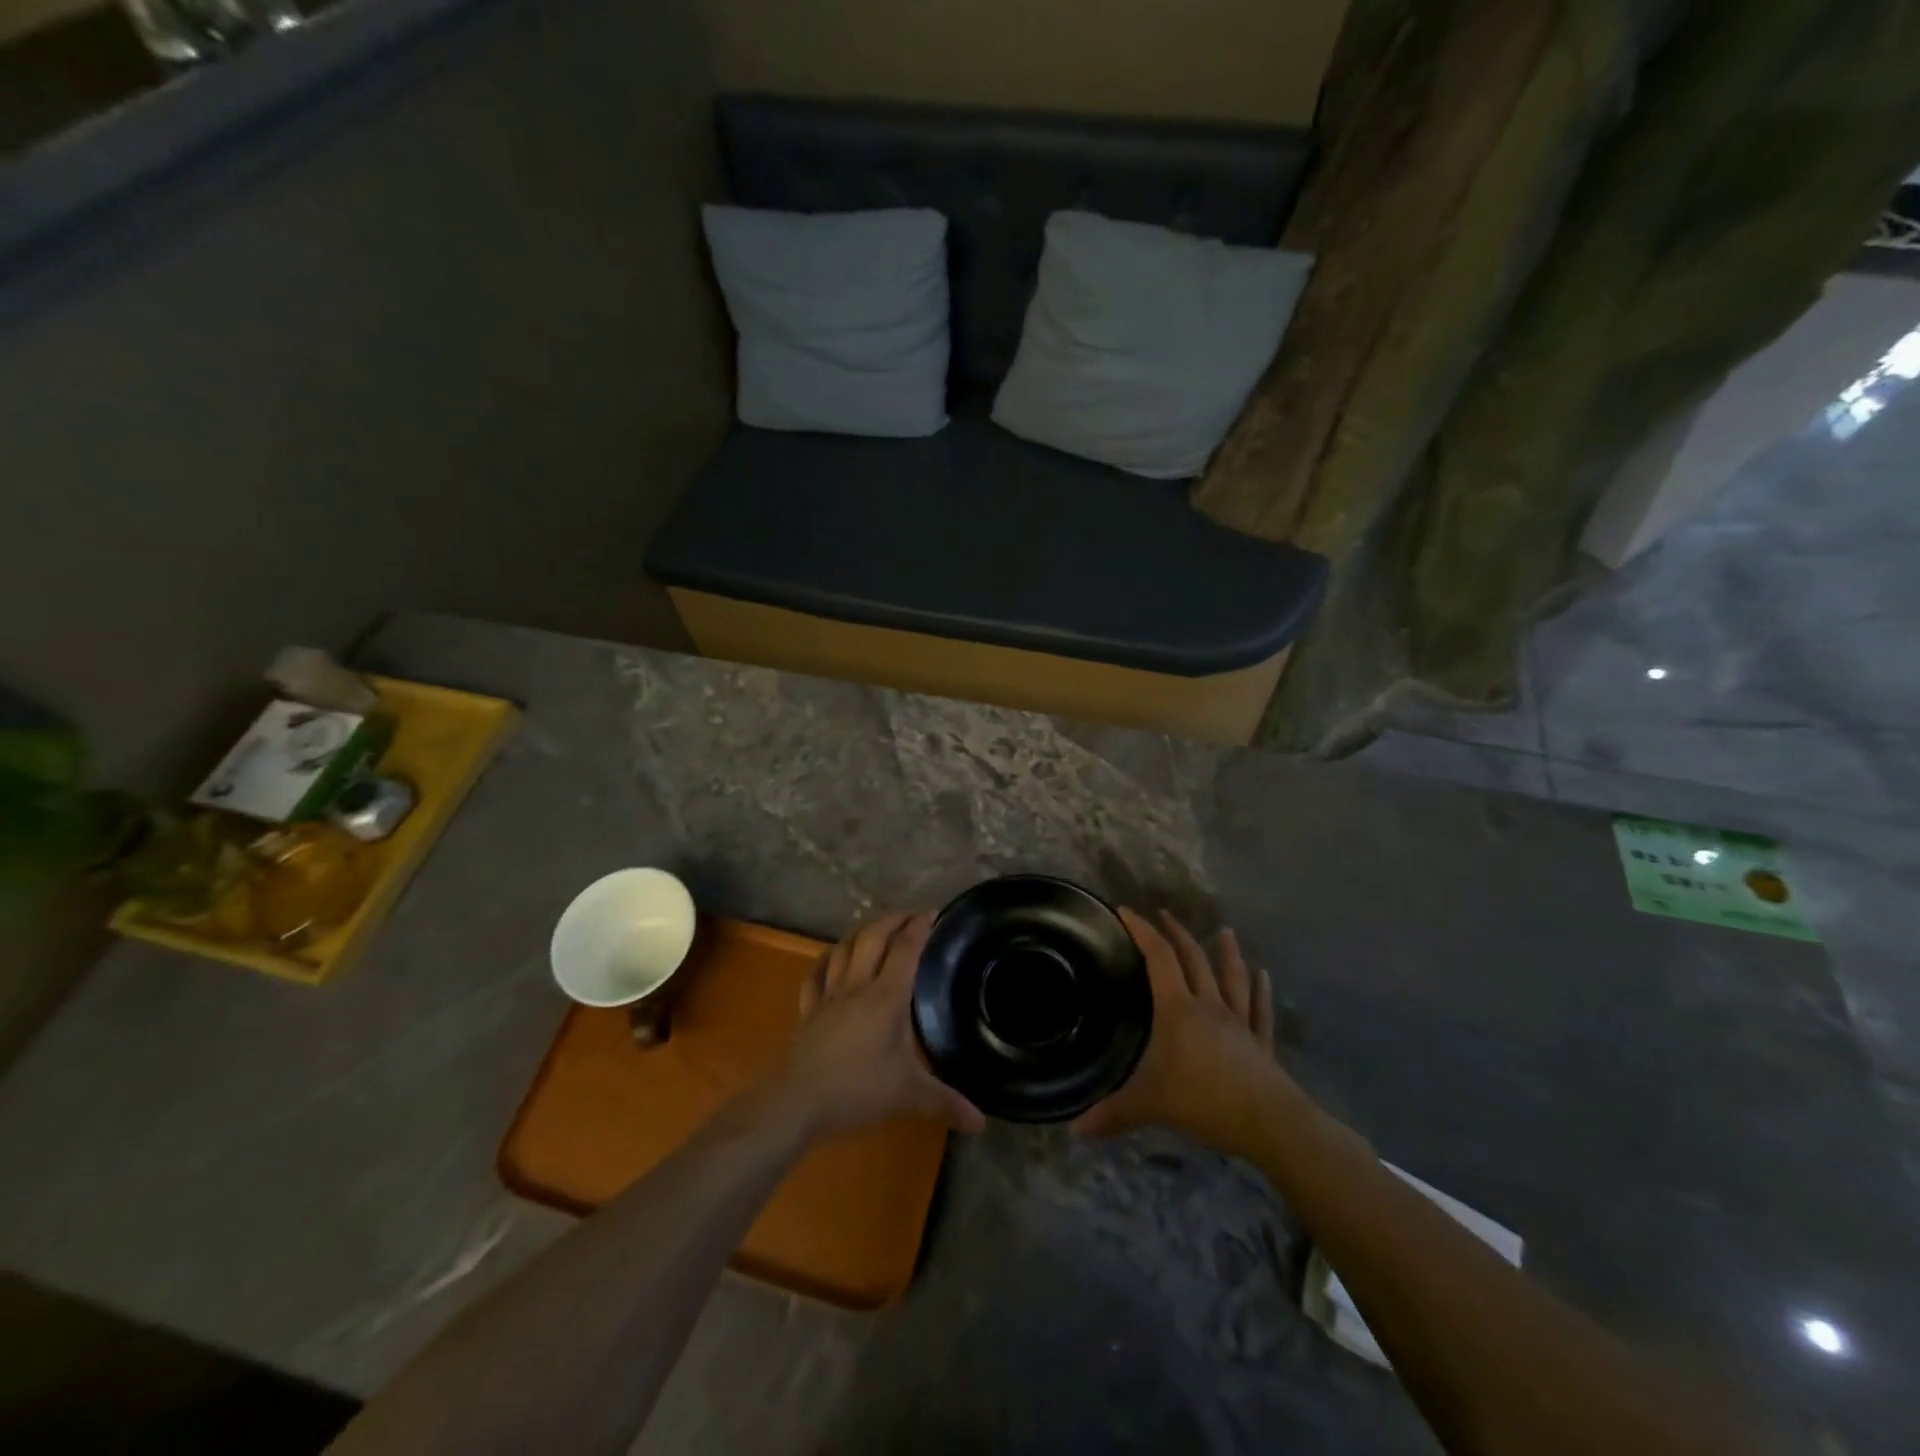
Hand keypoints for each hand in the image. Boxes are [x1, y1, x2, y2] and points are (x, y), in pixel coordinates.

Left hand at [777, 911, 985, 1137]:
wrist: (796, 1102)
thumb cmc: (857, 1090)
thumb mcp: (908, 1094)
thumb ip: (945, 1102)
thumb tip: (981, 1122)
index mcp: (886, 997)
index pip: (905, 949)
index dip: (920, 927)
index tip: (932, 913)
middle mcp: (857, 986)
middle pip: (873, 937)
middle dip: (892, 920)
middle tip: (909, 916)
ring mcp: (828, 995)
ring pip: (843, 948)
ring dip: (860, 932)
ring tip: (874, 929)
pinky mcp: (808, 1010)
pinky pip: (815, 975)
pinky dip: (825, 960)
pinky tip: (829, 958)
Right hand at [1071, 908, 1279, 1146]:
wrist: (1270, 1123)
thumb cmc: (1205, 1100)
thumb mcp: (1150, 1105)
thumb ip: (1112, 1114)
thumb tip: (1074, 1131)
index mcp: (1179, 1010)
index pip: (1158, 958)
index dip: (1142, 931)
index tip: (1126, 911)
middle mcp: (1210, 1006)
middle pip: (1193, 959)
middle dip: (1177, 933)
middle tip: (1164, 914)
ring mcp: (1240, 1023)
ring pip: (1232, 977)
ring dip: (1226, 952)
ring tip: (1225, 930)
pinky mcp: (1262, 1044)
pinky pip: (1260, 1010)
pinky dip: (1261, 991)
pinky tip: (1264, 975)